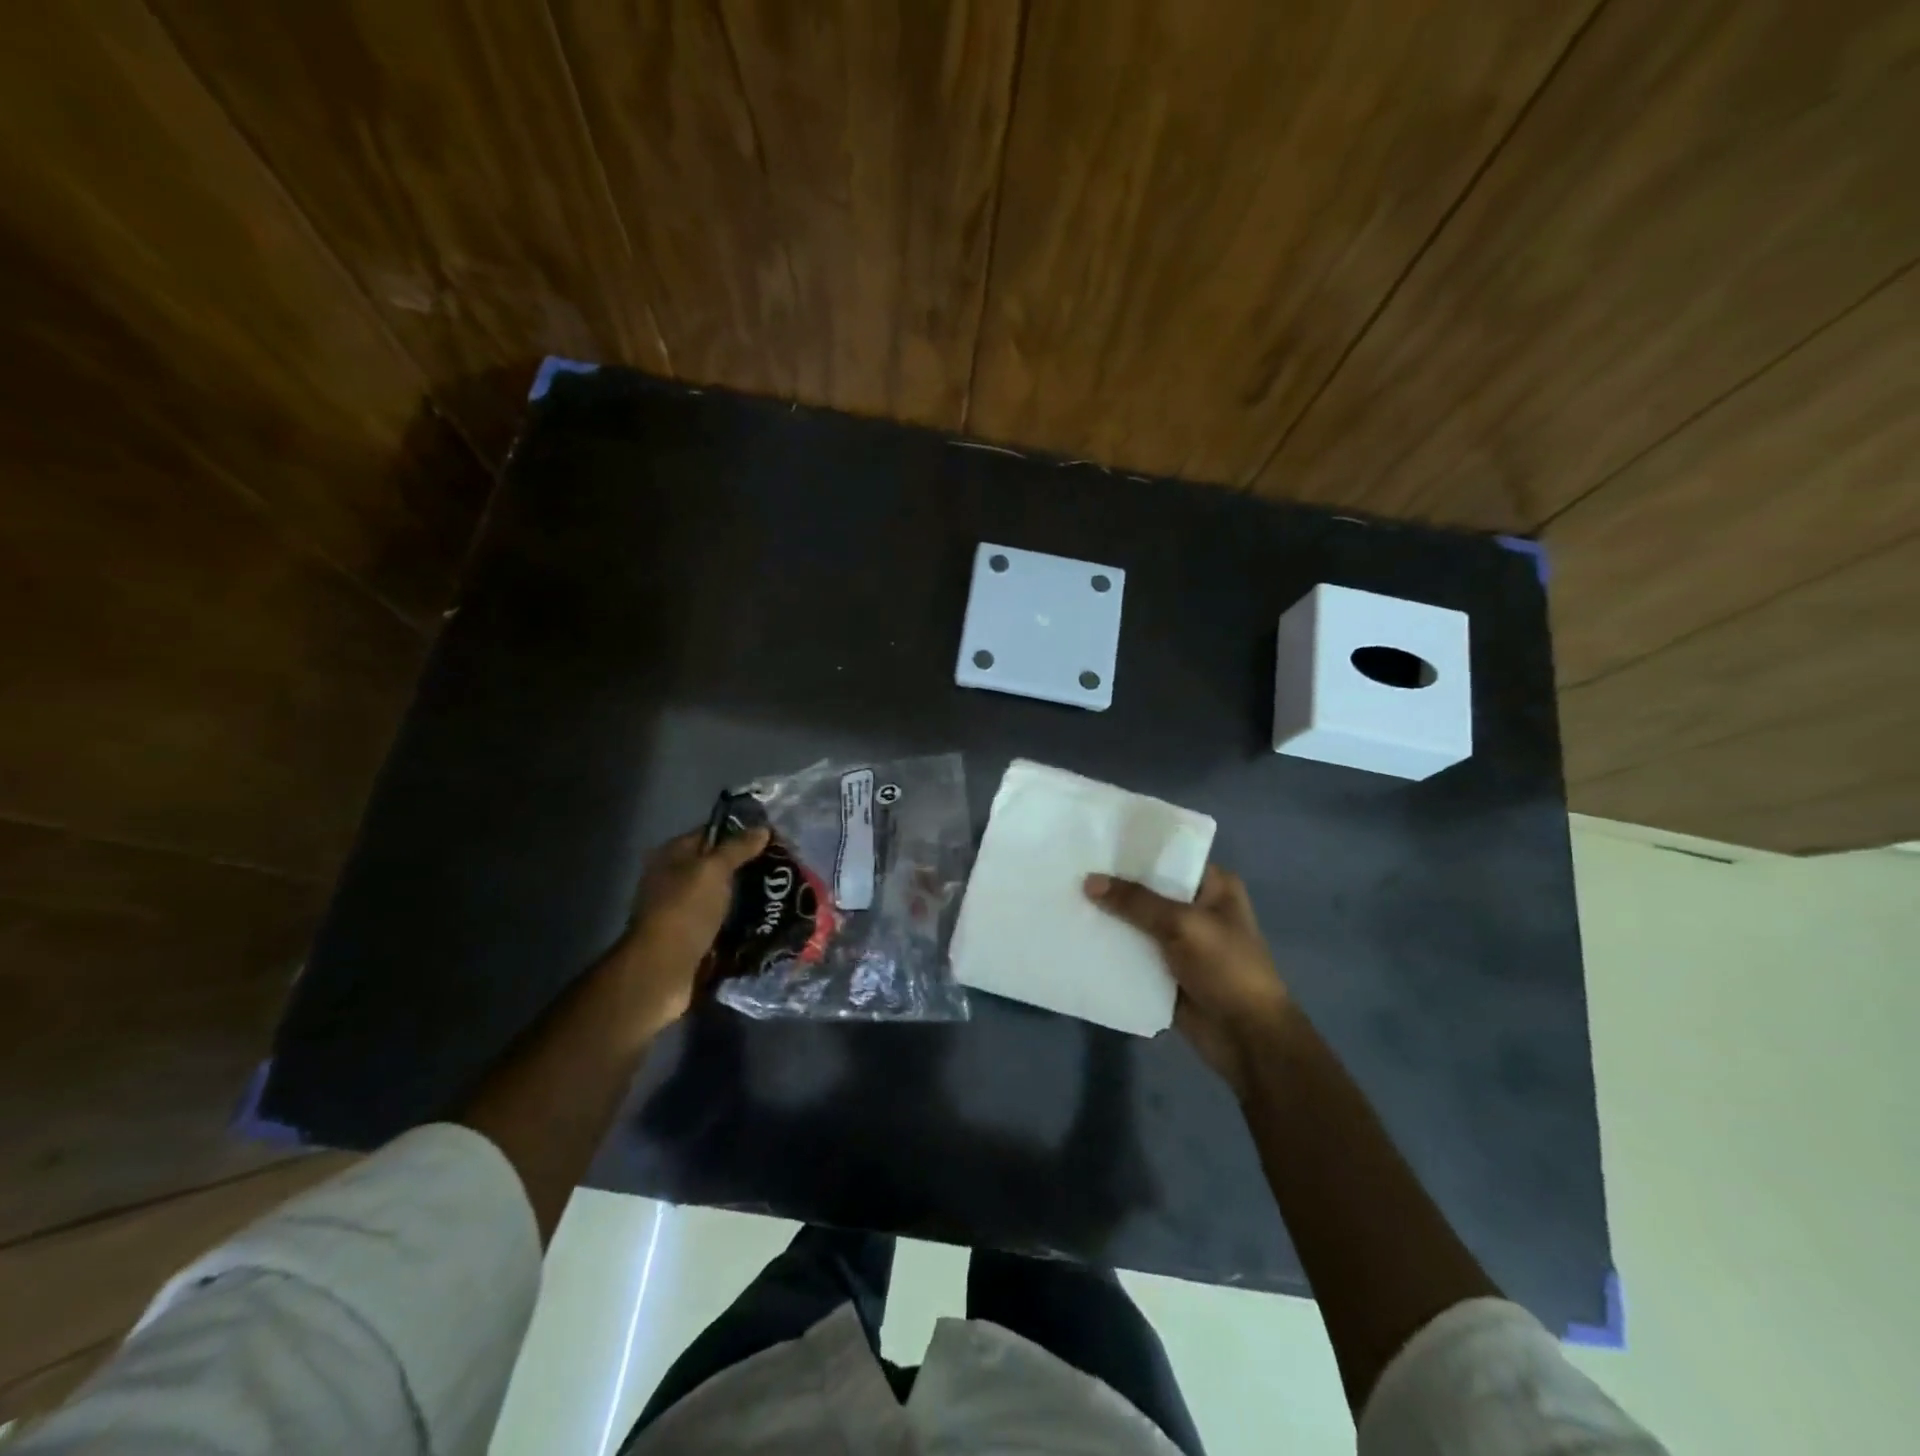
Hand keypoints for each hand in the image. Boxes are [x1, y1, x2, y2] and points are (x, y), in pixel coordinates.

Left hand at [613, 826, 769, 1028]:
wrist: (662, 970)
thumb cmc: (685, 910)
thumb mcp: (714, 870)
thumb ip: (738, 847)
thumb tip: (763, 828)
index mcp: (672, 855)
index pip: (711, 834)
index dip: (741, 834)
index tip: (773, 840)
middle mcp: (673, 879)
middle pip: (717, 866)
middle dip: (747, 868)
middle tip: (781, 870)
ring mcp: (681, 910)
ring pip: (721, 896)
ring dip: (745, 897)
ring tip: (780, 896)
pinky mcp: (691, 938)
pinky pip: (721, 922)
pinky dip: (739, 922)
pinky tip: (764, 921)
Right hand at [1084, 864, 1291, 1096]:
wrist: (1247, 1038)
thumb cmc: (1227, 969)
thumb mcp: (1183, 924)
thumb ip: (1135, 901)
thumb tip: (1088, 880)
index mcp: (1213, 886)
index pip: (1168, 855)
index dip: (1133, 850)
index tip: (1094, 842)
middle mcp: (1196, 907)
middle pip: (1147, 888)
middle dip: (1113, 884)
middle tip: (1069, 869)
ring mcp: (1179, 940)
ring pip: (1135, 921)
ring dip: (1108, 917)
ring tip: (1065, 899)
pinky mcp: (1163, 969)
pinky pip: (1131, 952)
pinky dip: (1110, 947)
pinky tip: (1077, 936)